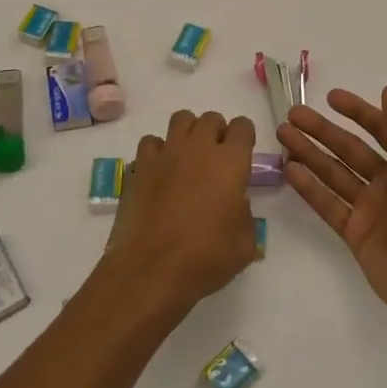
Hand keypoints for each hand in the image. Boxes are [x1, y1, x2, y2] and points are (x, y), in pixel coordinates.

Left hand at [105, 109, 259, 317]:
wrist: (152, 269)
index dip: (244, 137)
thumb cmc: (206, 258)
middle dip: (217, 132)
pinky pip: (151, 142)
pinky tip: (160, 172)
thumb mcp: (245, 243)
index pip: (242, 126)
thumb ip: (244, 213)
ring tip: (188, 159)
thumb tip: (234, 203)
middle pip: (211, 118)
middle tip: (216, 160)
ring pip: (181, 119)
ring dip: (189, 133)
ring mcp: (166, 153)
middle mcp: (198, 148)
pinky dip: (158, 151)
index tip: (242, 154)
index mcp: (230, 162)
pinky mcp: (141, 166)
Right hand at [279, 86, 386, 336]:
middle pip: (349, 150)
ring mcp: (369, 209)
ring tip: (282, 135)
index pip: (380, 130)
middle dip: (322, 131)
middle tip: (292, 115)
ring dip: (309, 153)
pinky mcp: (354, 233)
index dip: (357, 112)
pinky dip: (309, 187)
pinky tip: (290, 170)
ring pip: (334, 174)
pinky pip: (328, 204)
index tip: (330, 97)